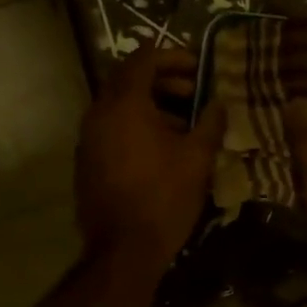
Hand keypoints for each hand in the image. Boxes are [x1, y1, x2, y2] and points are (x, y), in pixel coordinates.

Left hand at [75, 47, 224, 272]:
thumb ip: (210, 122)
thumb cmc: (164, 197)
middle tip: (194, 90)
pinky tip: (164, 146)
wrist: (122, 251)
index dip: (172, 56)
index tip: (198, 67)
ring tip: (185, 121)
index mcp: (125, 104)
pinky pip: (112, 126)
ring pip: (120, 104)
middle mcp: (100, 113)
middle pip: (129, 78)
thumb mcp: (197, 157)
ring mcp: (89, 137)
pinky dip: (136, 123)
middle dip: (163, 78)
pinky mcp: (88, 159)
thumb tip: (219, 102)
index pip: (143, 59)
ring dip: (151, 103)